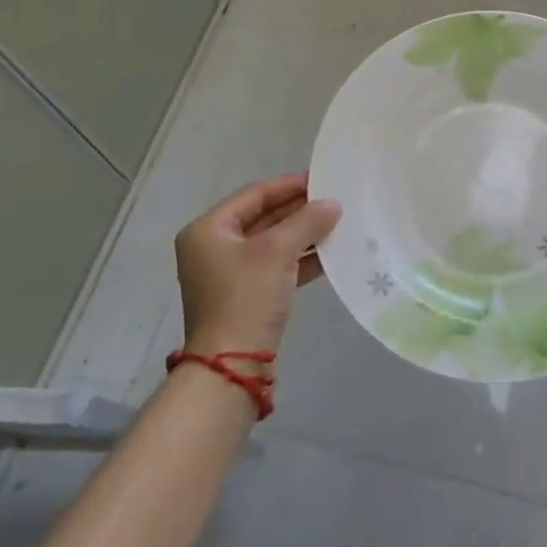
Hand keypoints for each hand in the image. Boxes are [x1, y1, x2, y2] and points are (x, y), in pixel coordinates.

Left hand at [176, 173, 340, 355]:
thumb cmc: (246, 297)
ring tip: (338, 224)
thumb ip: (307, 221)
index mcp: (208, 230)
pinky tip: (329, 255)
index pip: (254, 195)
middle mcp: (213, 248)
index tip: (323, 179)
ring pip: (272, 244)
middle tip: (335, 201)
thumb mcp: (278, 252)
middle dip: (299, 210)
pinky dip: (299, 259)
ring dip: (303, 235)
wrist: (231, 367)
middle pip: (262, 218)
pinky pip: (275, 267)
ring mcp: (228, 275)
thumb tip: (333, 204)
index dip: (290, 185)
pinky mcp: (245, 297)